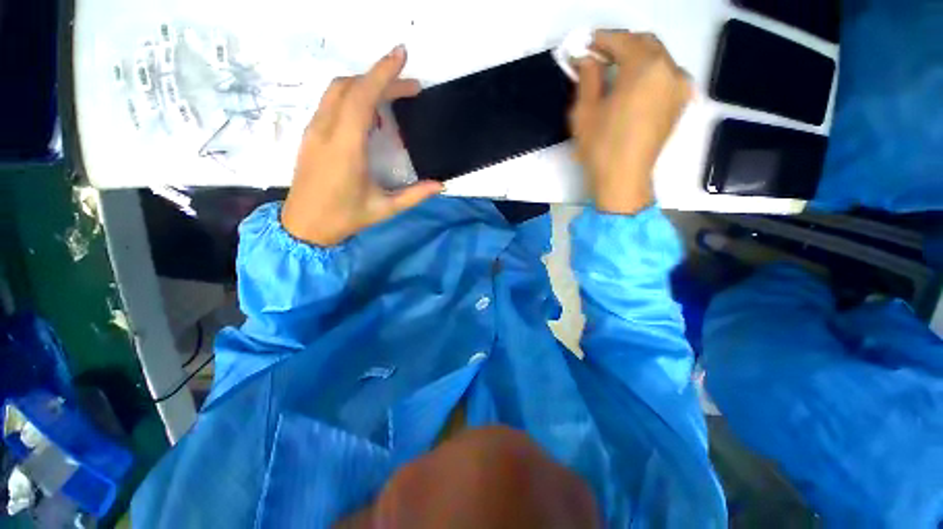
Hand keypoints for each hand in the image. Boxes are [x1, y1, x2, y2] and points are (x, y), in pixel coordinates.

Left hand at [281, 46, 442, 245]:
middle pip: (350, 86)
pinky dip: (353, 97)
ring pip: (337, 90)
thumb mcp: (384, 209)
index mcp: (346, 148)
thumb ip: (414, 196)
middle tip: (410, 87)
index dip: (382, 73)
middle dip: (381, 78)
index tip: (401, 55)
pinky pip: (331, 103)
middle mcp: (326, 131)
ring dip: (365, 84)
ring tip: (392, 97)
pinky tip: (370, 114)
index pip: (362, 98)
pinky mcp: (311, 134)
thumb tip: (440, 185)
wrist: (303, 226)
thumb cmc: (344, 218)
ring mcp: (314, 130)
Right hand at [569, 30, 692, 214]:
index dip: (602, 39)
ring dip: (636, 58)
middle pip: (645, 43)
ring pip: (658, 58)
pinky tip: (634, 84)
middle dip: (621, 45)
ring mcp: (680, 86)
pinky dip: (649, 72)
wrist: (624, 180)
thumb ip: (587, 78)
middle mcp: (669, 69)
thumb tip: (586, 58)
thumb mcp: (585, 112)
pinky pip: (666, 75)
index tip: (586, 44)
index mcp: (645, 67)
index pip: (622, 40)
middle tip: (599, 56)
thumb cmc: (601, 147)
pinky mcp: (681, 102)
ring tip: (614, 71)